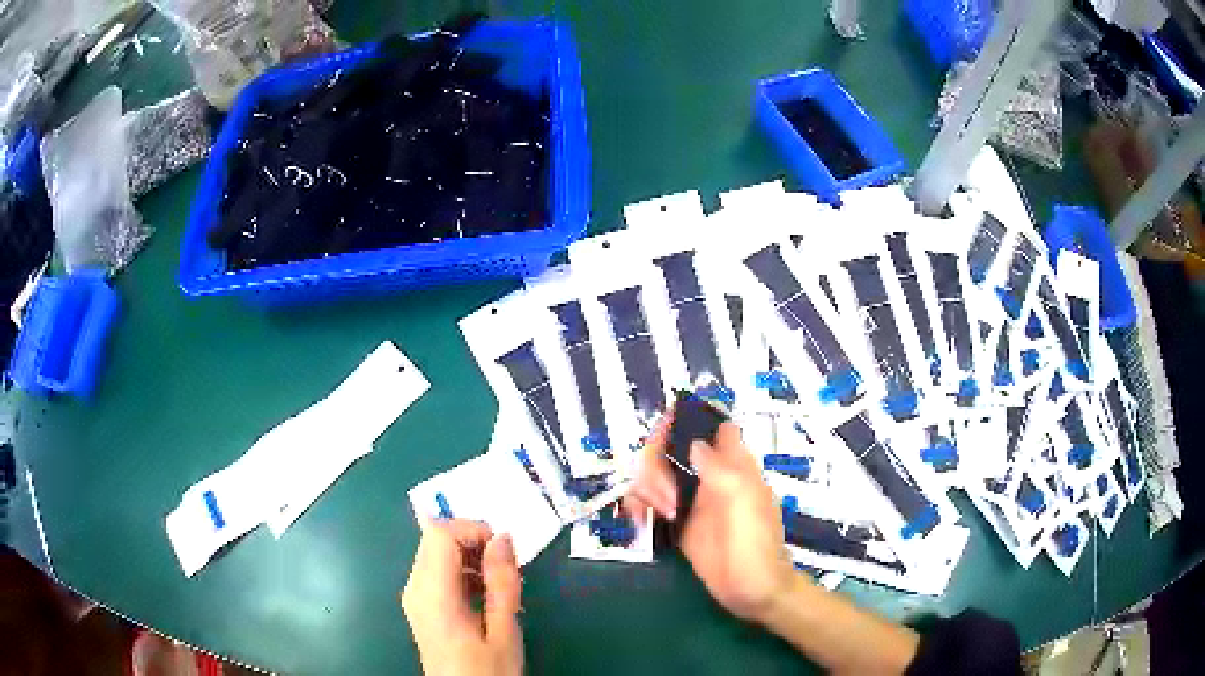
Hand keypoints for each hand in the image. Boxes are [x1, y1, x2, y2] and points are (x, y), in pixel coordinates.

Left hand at [401, 519, 522, 675]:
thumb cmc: (487, 671)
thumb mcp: (504, 630)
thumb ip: (502, 582)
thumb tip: (503, 537)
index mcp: (432, 593)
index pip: (440, 532)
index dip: (472, 530)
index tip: (503, 554)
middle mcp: (415, 587)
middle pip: (435, 538)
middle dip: (473, 542)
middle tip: (505, 569)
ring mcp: (414, 596)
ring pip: (435, 552)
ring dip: (469, 557)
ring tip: (499, 585)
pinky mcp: (420, 605)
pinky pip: (436, 571)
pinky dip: (461, 571)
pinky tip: (484, 596)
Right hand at [623, 416, 796, 622]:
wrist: (753, 591)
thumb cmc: (756, 544)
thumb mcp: (744, 501)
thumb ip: (719, 469)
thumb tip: (695, 443)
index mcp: (734, 466)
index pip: (713, 428)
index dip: (688, 421)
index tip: (663, 432)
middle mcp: (711, 479)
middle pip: (672, 450)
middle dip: (657, 463)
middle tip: (666, 496)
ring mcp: (693, 502)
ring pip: (657, 476)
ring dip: (646, 487)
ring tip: (660, 513)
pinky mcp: (679, 526)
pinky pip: (651, 505)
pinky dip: (638, 506)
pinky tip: (637, 519)